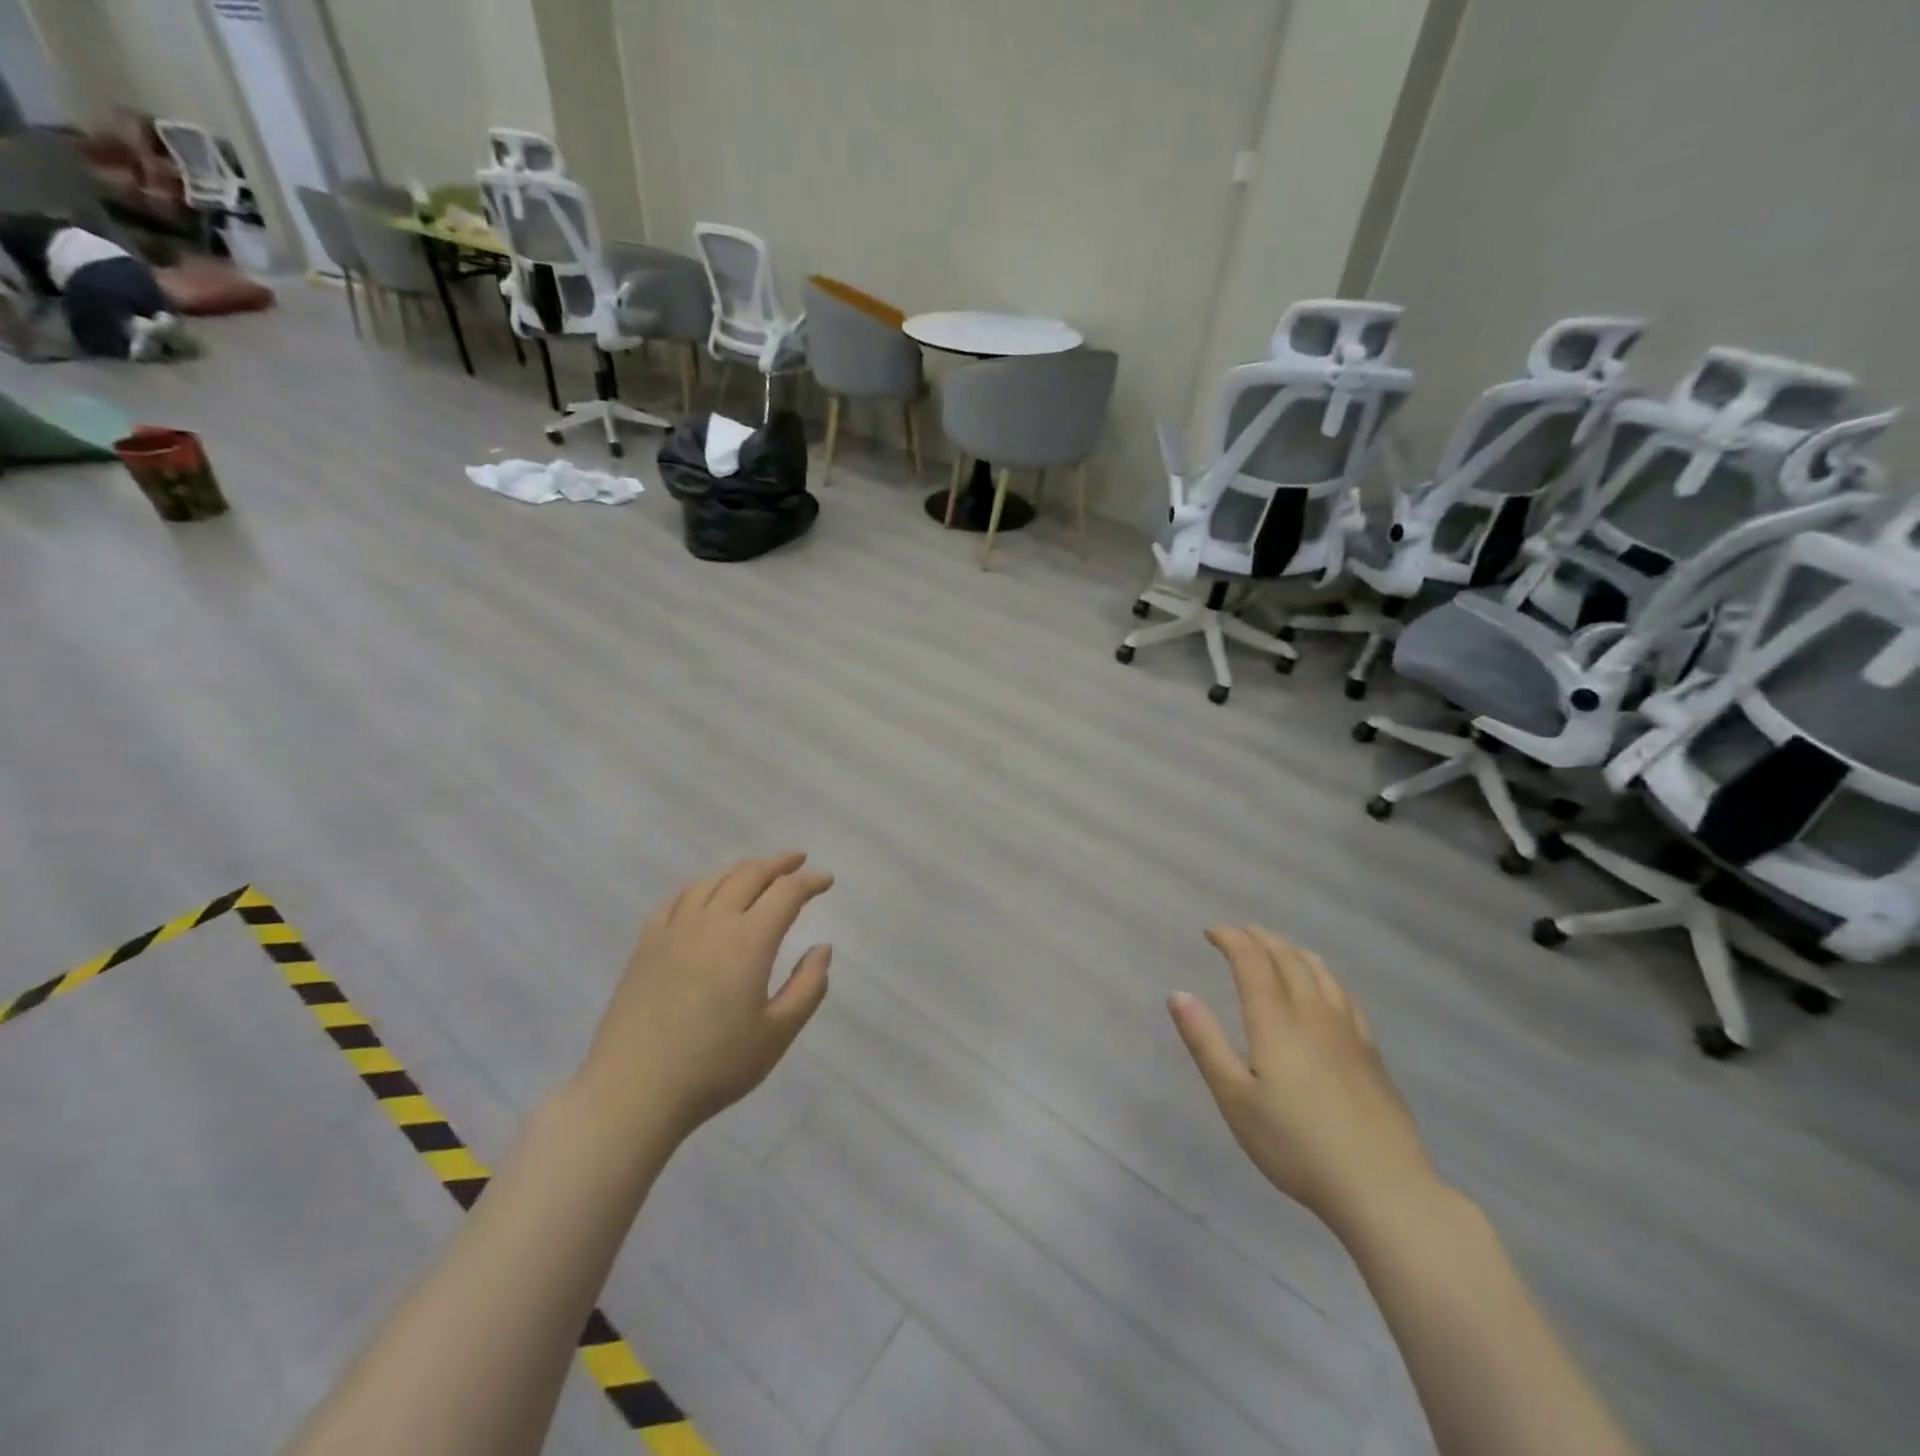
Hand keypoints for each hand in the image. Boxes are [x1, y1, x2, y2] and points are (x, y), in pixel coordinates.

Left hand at [577, 853, 832, 1140]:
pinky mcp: (646, 943)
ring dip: (741, 869)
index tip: (827, 880)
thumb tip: (822, 948)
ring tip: (758, 872)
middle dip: (778, 864)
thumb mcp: (777, 1034)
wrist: (633, 1091)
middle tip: (798, 861)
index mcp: (749, 941)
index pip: (786, 893)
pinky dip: (702, 886)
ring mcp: (674, 929)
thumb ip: (808, 987)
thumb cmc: (714, 1066)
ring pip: (712, 880)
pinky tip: (706, 895)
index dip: (810, 881)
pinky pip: (678, 898)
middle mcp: (712, 922)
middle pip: (749, 875)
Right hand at [1169, 925, 1436, 1237]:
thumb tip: (1178, 994)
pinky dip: (1325, 976)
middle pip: (1287, 959)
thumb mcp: (1234, 1098)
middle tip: (1239, 933)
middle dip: (1260, 939)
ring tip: (1277, 948)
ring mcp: (1348, 1033)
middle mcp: (1313, 1014)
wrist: (1382, 1189)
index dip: (1231, 939)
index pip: (1252, 961)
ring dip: (1293, 951)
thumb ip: (1205, 1042)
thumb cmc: (1295, 1145)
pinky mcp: (1372, 1054)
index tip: (1211, 932)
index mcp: (1275, 1021)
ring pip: (1320, 973)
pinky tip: (1325, 988)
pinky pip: (1346, 996)